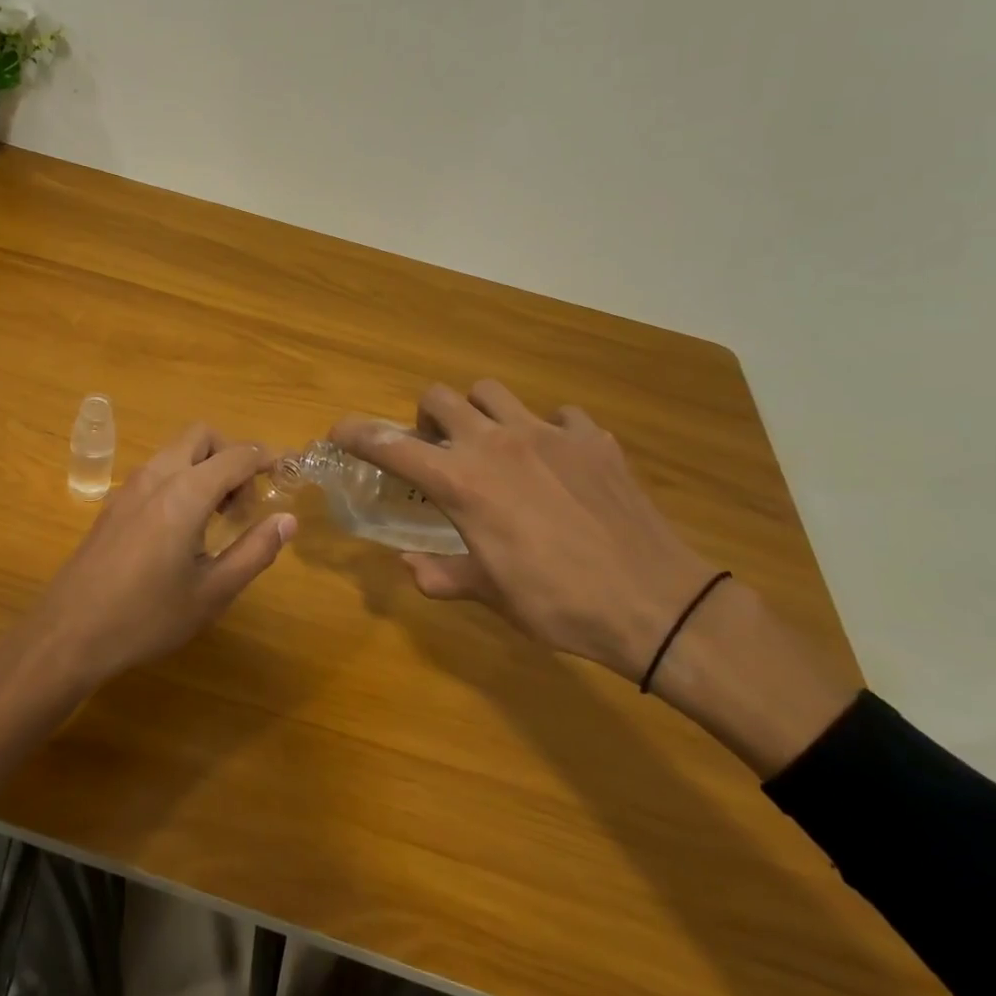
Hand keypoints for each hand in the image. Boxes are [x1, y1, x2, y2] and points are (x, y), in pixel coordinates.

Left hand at [0, 424, 294, 827]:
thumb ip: (255, 551)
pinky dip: (181, 479)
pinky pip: (156, 471)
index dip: (268, 459)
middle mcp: (156, 476)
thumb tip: (287, 520)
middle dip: (232, 454)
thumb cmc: (147, 616)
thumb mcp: (212, 592)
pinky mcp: (113, 504)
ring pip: (175, 451)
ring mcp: (129, 487)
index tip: (288, 474)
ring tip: (218, 517)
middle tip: (245, 501)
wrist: (69, 633)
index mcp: (185, 492)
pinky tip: (182, 528)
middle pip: (201, 436)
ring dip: (205, 466)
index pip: (237, 455)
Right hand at [333, 381, 717, 683]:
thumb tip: (410, 566)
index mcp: (462, 483)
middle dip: (425, 417)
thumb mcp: (489, 595)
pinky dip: (547, 430)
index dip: (357, 434)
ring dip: (479, 412)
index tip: (339, 432)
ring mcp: (549, 435)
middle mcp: (497, 444)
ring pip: (493, 392)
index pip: (392, 446)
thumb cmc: (558, 603)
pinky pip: (559, 415)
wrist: (655, 604)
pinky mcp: (593, 439)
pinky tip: (557, 462)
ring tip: (492, 446)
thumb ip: (441, 575)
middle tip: (436, 449)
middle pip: (441, 397)